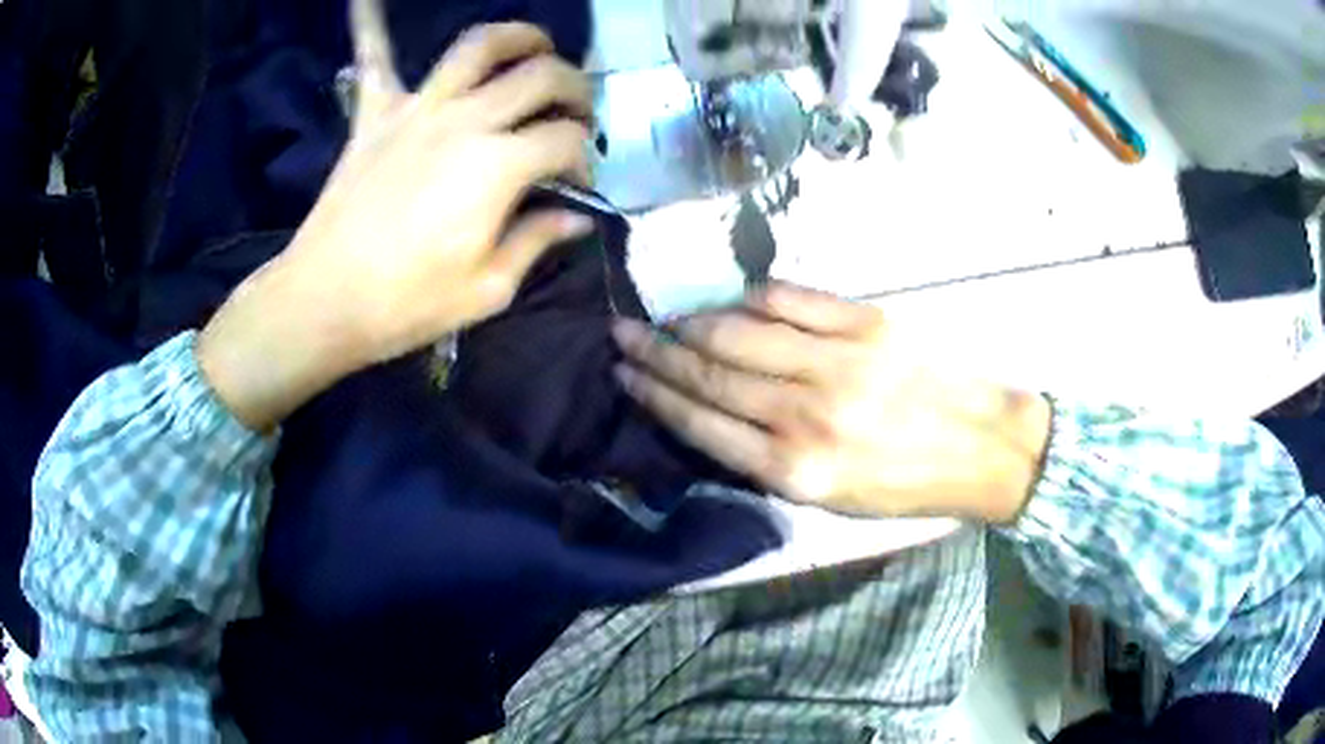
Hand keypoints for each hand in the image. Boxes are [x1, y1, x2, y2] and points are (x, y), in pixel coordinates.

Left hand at [198, 1, 594, 430]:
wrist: (324, 300)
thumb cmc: (407, 304)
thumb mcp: (488, 289)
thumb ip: (537, 240)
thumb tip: (577, 217)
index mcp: (499, 167)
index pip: (566, 140)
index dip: (584, 157)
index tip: (578, 182)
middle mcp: (466, 121)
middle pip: (541, 76)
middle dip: (575, 88)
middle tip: (576, 112)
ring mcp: (417, 109)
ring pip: (479, 46)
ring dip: (517, 36)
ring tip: (534, 46)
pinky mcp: (374, 114)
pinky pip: (373, 57)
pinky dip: (369, 24)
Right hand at [612, 283, 1052, 523]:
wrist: (981, 447)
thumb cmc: (905, 484)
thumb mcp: (831, 501)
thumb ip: (767, 460)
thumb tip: (713, 412)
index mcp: (795, 471)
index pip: (701, 422)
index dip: (654, 393)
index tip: (622, 373)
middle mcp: (806, 415)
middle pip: (709, 372)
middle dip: (655, 352)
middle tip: (622, 333)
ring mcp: (837, 362)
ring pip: (739, 331)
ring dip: (691, 322)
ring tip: (665, 317)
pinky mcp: (866, 323)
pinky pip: (790, 299)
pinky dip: (751, 297)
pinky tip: (732, 301)